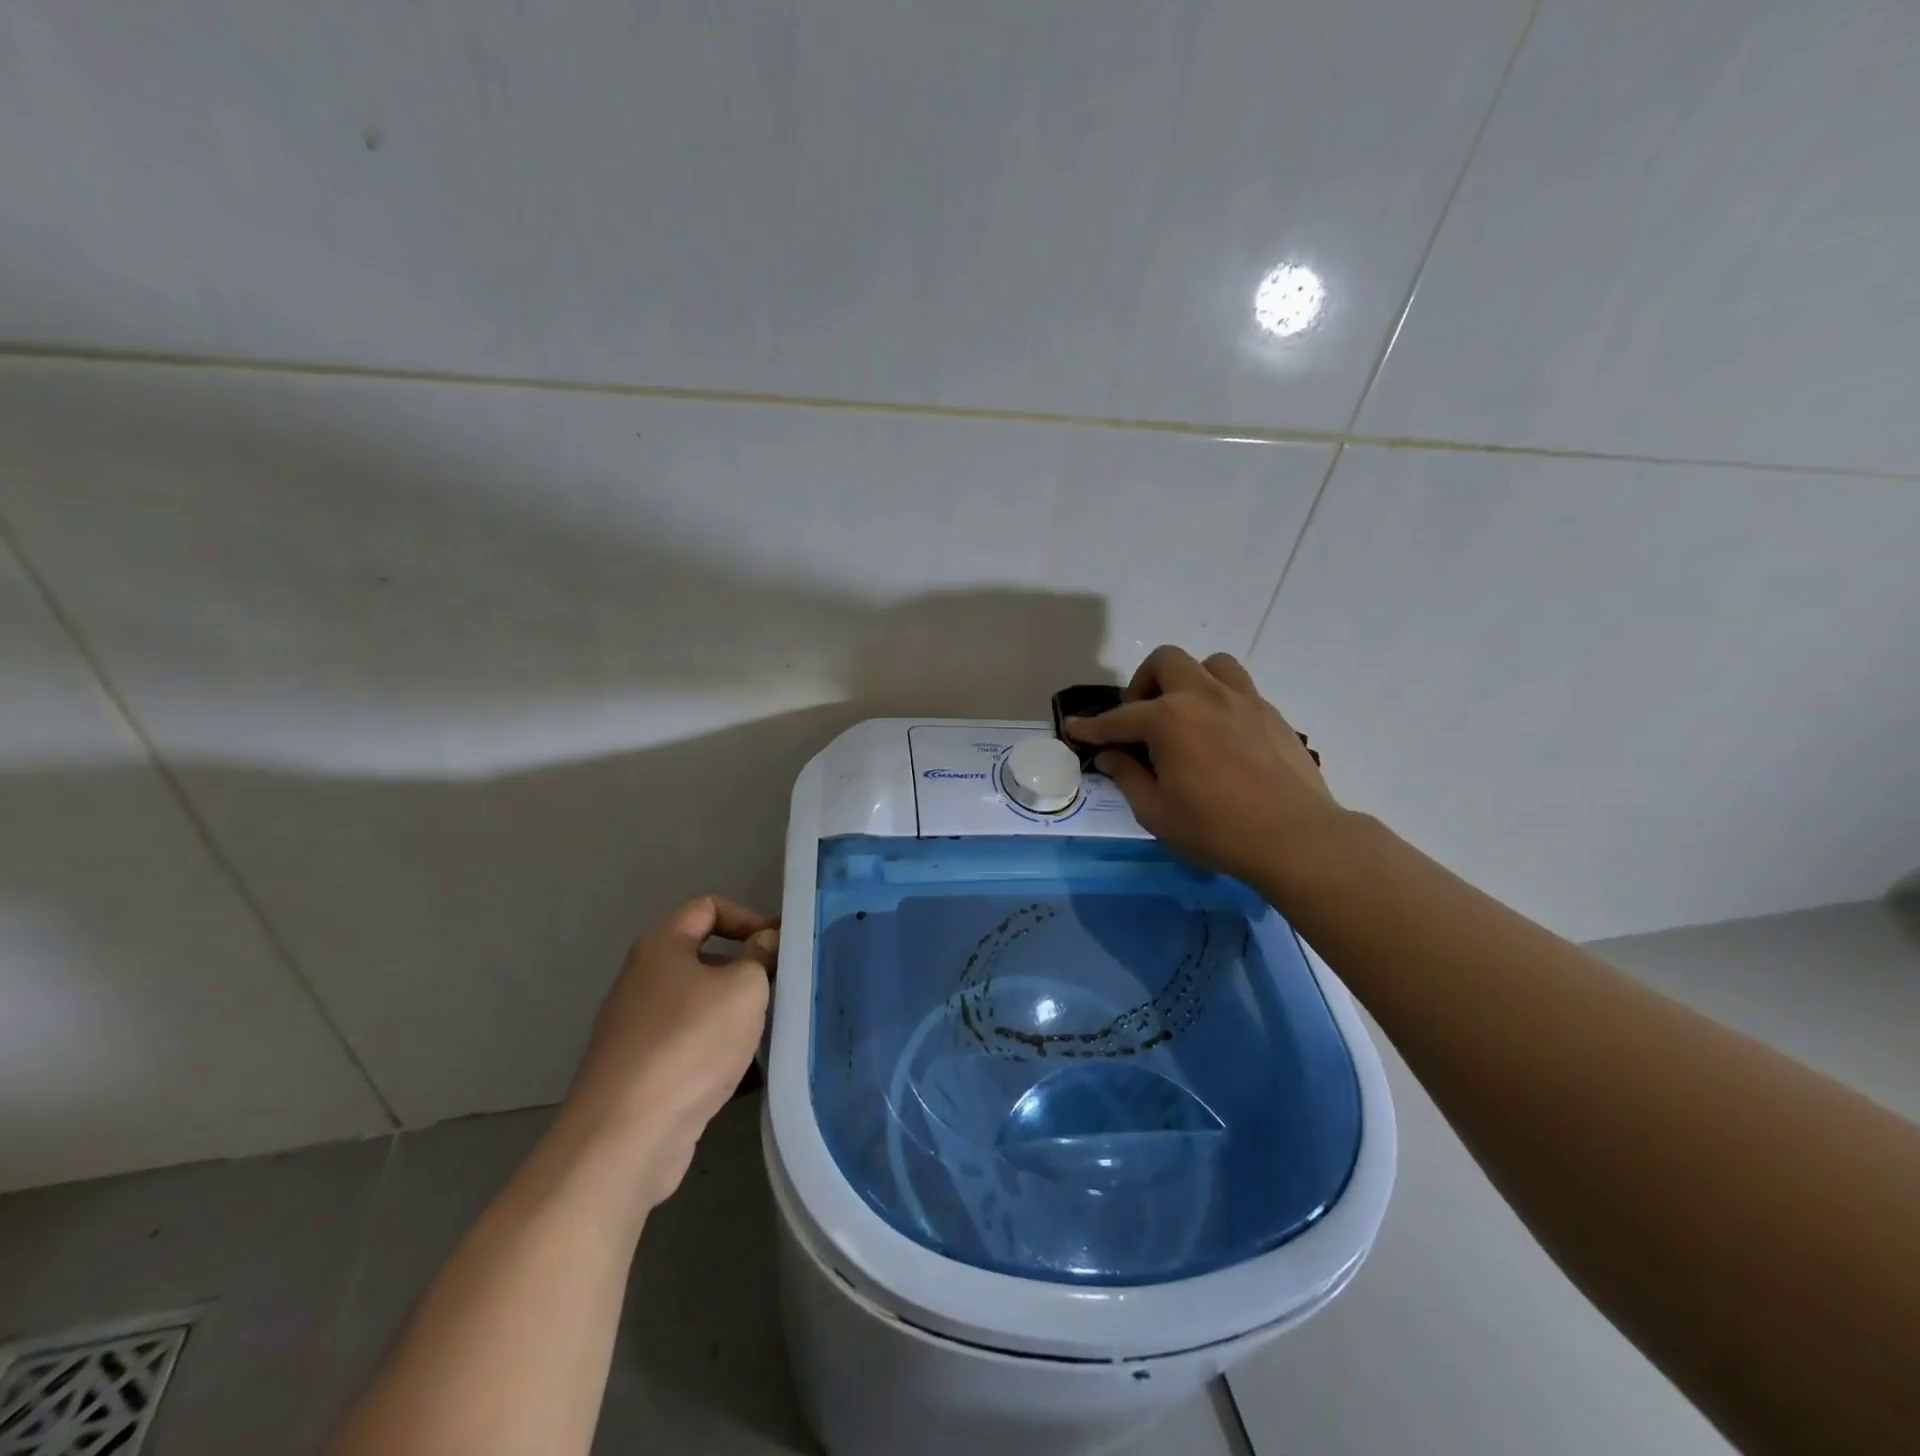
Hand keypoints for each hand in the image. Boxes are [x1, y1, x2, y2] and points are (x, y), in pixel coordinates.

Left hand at [560, 895, 776, 1214]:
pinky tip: (752, 1074)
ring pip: (702, 1007)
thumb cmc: (690, 1042)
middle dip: (748, 971)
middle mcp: (645, 980)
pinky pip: (692, 1048)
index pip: (707, 907)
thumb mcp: (744, 988)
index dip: (747, 917)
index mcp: (662, 947)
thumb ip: (760, 956)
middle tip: (785, 989)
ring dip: (738, 1016)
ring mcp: (640, 1029)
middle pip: (705, 958)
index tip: (779, 945)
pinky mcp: (643, 1073)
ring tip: (775, 1032)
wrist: (626, 1135)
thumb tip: (764, 942)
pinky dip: (721, 1054)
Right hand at [1067, 646, 1345, 887]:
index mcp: (1169, 719)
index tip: (1075, 729)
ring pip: (1209, 664)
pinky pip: (1238, 687)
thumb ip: (1127, 776)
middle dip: (1143, 684)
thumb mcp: (1156, 812)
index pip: (1119, 718)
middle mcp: (1204, 696)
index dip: (1092, 727)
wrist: (1295, 838)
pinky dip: (1219, 698)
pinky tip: (1218, 734)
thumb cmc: (1216, 829)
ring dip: (1188, 681)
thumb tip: (1111, 755)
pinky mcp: (1270, 713)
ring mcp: (1243, 700)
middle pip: (1165, 662)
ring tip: (1184, 715)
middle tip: (1140, 720)